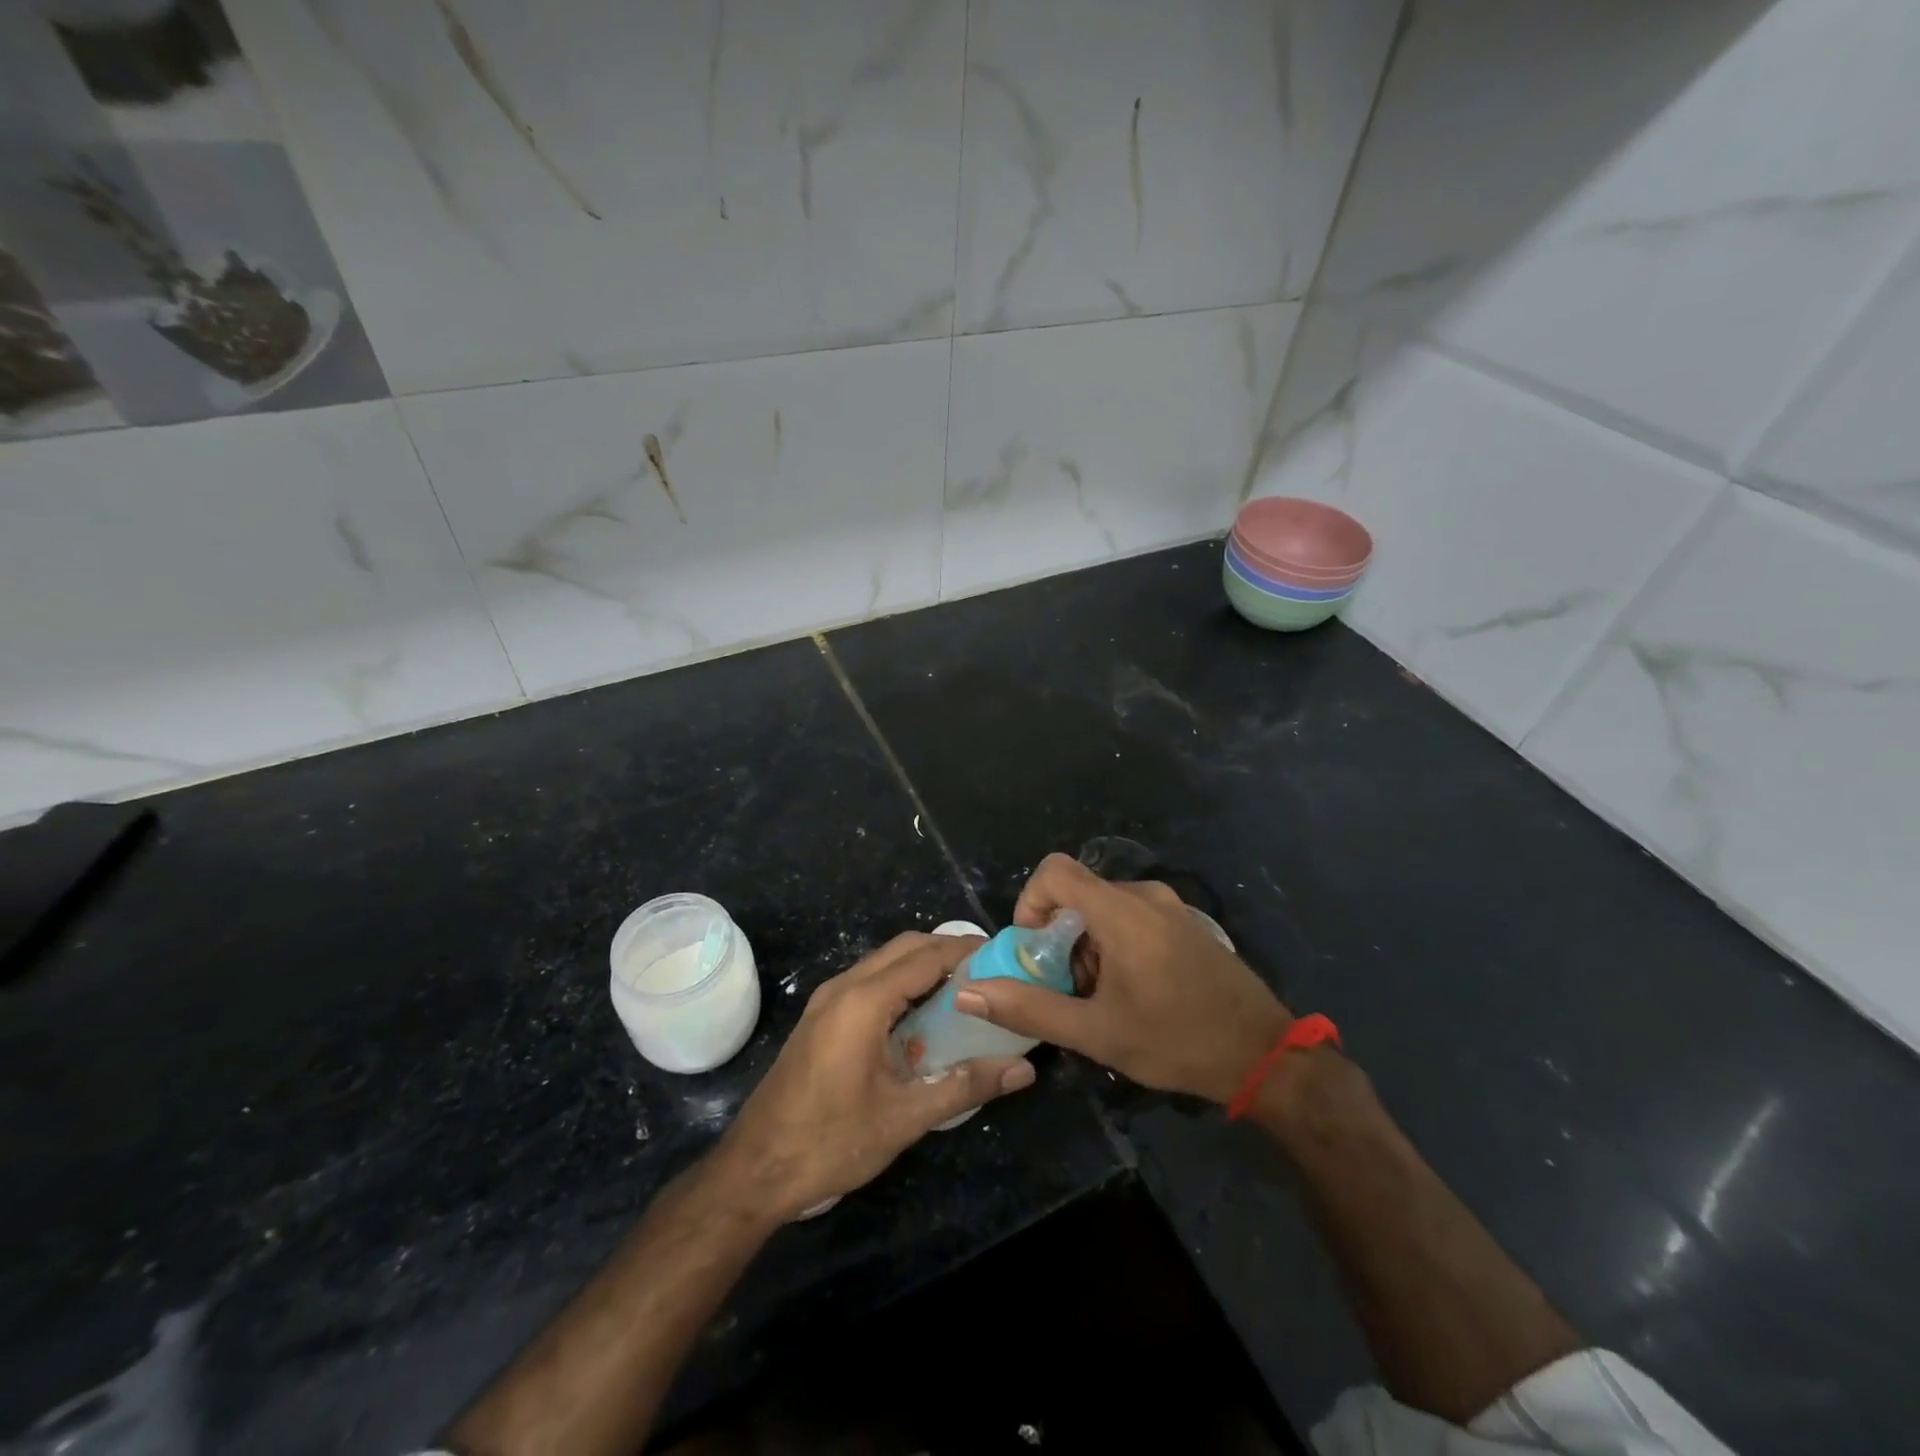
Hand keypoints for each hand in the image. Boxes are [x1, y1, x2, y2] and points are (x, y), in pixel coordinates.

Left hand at [712, 932, 1036, 1221]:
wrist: (755, 1170)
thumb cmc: (830, 1141)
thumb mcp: (904, 1118)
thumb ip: (965, 1086)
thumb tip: (1024, 1070)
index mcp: (863, 1001)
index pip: (926, 956)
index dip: (967, 950)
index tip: (1005, 956)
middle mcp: (844, 987)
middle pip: (905, 948)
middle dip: (948, 951)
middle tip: (990, 973)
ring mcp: (827, 1000)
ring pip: (885, 961)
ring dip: (924, 965)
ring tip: (965, 990)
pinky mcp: (821, 1017)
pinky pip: (870, 980)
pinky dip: (902, 982)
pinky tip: (923, 1015)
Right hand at [954, 853, 1291, 1103]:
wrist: (1267, 1057)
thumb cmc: (1177, 1041)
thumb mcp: (1096, 1032)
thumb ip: (1029, 1007)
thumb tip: (969, 993)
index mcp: (1122, 912)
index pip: (1055, 871)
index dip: (1031, 902)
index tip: (1035, 949)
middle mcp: (1145, 896)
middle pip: (1078, 895)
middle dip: (1060, 939)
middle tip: (1068, 990)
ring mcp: (1171, 908)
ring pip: (1104, 909)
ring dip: (1087, 947)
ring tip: (1102, 1000)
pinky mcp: (1186, 924)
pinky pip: (1132, 918)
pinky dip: (1114, 946)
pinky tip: (1132, 994)